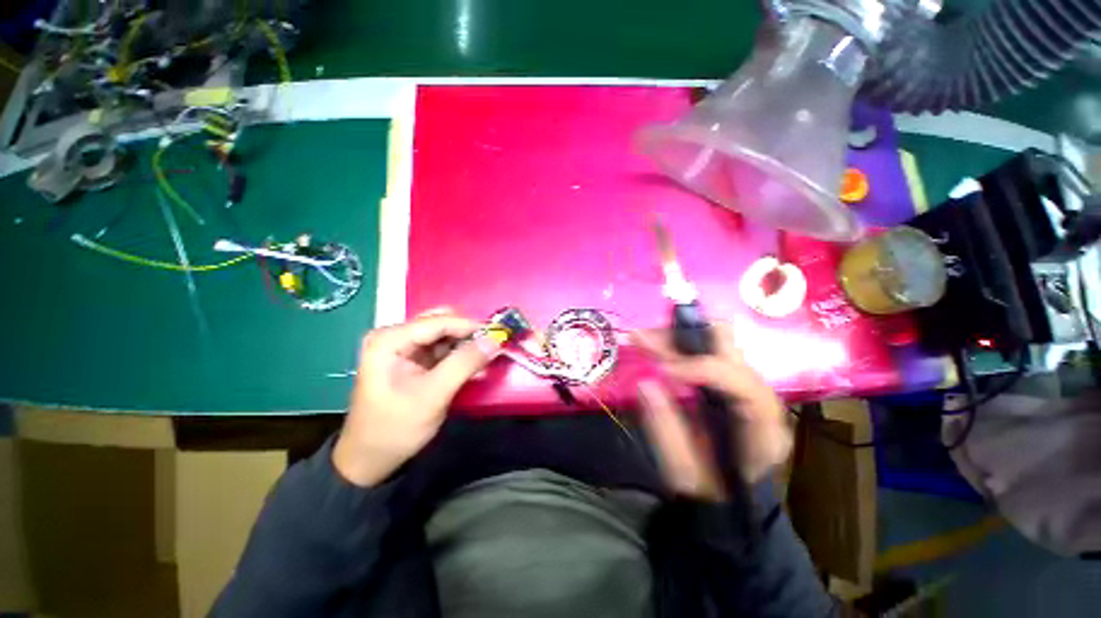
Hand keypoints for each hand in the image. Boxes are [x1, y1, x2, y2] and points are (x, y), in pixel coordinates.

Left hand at [333, 311, 496, 486]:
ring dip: (466, 346)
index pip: (438, 321)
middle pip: (441, 323)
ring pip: (445, 335)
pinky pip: (442, 349)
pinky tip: (473, 368)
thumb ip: (464, 364)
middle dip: (468, 335)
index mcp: (390, 339)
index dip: (470, 326)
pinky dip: (459, 356)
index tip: (498, 335)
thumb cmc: (396, 427)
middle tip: (491, 348)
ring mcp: (403, 347)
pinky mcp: (412, 360)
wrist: (370, 459)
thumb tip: (494, 340)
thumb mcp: (433, 395)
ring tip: (485, 361)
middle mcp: (395, 336)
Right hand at [633, 323, 791, 497]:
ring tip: (641, 338)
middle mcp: (758, 397)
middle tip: (645, 339)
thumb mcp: (685, 474)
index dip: (701, 368)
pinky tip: (651, 345)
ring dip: (675, 338)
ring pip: (713, 344)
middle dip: (684, 339)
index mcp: (763, 427)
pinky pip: (701, 354)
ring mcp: (742, 386)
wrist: (729, 508)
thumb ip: (666, 430)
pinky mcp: (724, 384)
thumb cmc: (711, 497)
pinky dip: (674, 348)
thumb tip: (645, 384)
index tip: (660, 368)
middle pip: (729, 350)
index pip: (741, 382)